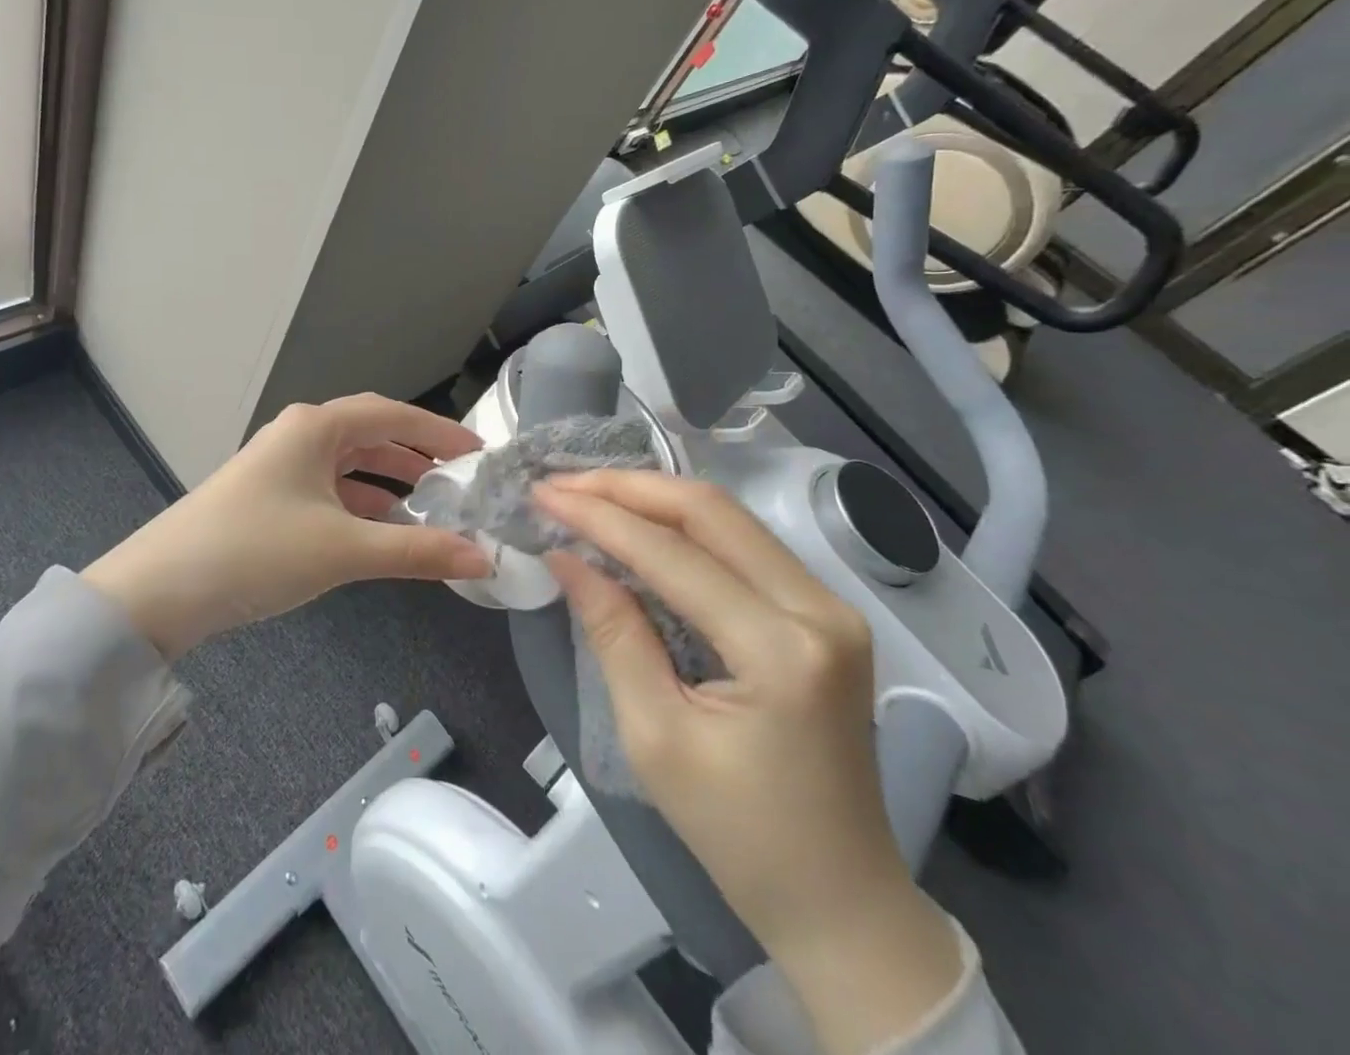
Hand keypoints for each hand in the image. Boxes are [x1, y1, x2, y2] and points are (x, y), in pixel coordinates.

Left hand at [82, 394, 489, 658]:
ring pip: (348, 464)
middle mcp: (298, 435)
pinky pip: (327, 489)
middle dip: (416, 456)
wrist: (159, 591)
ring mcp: (278, 465)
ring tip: (428, 506)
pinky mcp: (266, 496)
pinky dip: (358, 504)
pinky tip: (378, 529)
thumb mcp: (343, 550)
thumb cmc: (257, 551)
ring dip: (387, 482)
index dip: (439, 431)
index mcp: (316, 428)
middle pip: (370, 435)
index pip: (393, 415)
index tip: (479, 451)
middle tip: (459, 480)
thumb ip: (417, 551)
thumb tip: (483, 559)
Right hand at [536, 471, 961, 1054]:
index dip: (600, 517)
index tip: (543, 493)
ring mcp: (831, 607)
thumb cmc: (738, 834)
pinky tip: (640, 523)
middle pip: (711, 510)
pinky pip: (744, 544)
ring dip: (654, 498)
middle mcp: (820, 610)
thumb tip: (566, 556)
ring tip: (589, 494)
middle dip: (627, 487)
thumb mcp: (654, 737)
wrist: (840, 900)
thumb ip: (613, 632)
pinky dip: (684, 525)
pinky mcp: (824, 613)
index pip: (673, 554)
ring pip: (729, 517)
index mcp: (782, 651)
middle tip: (563, 483)